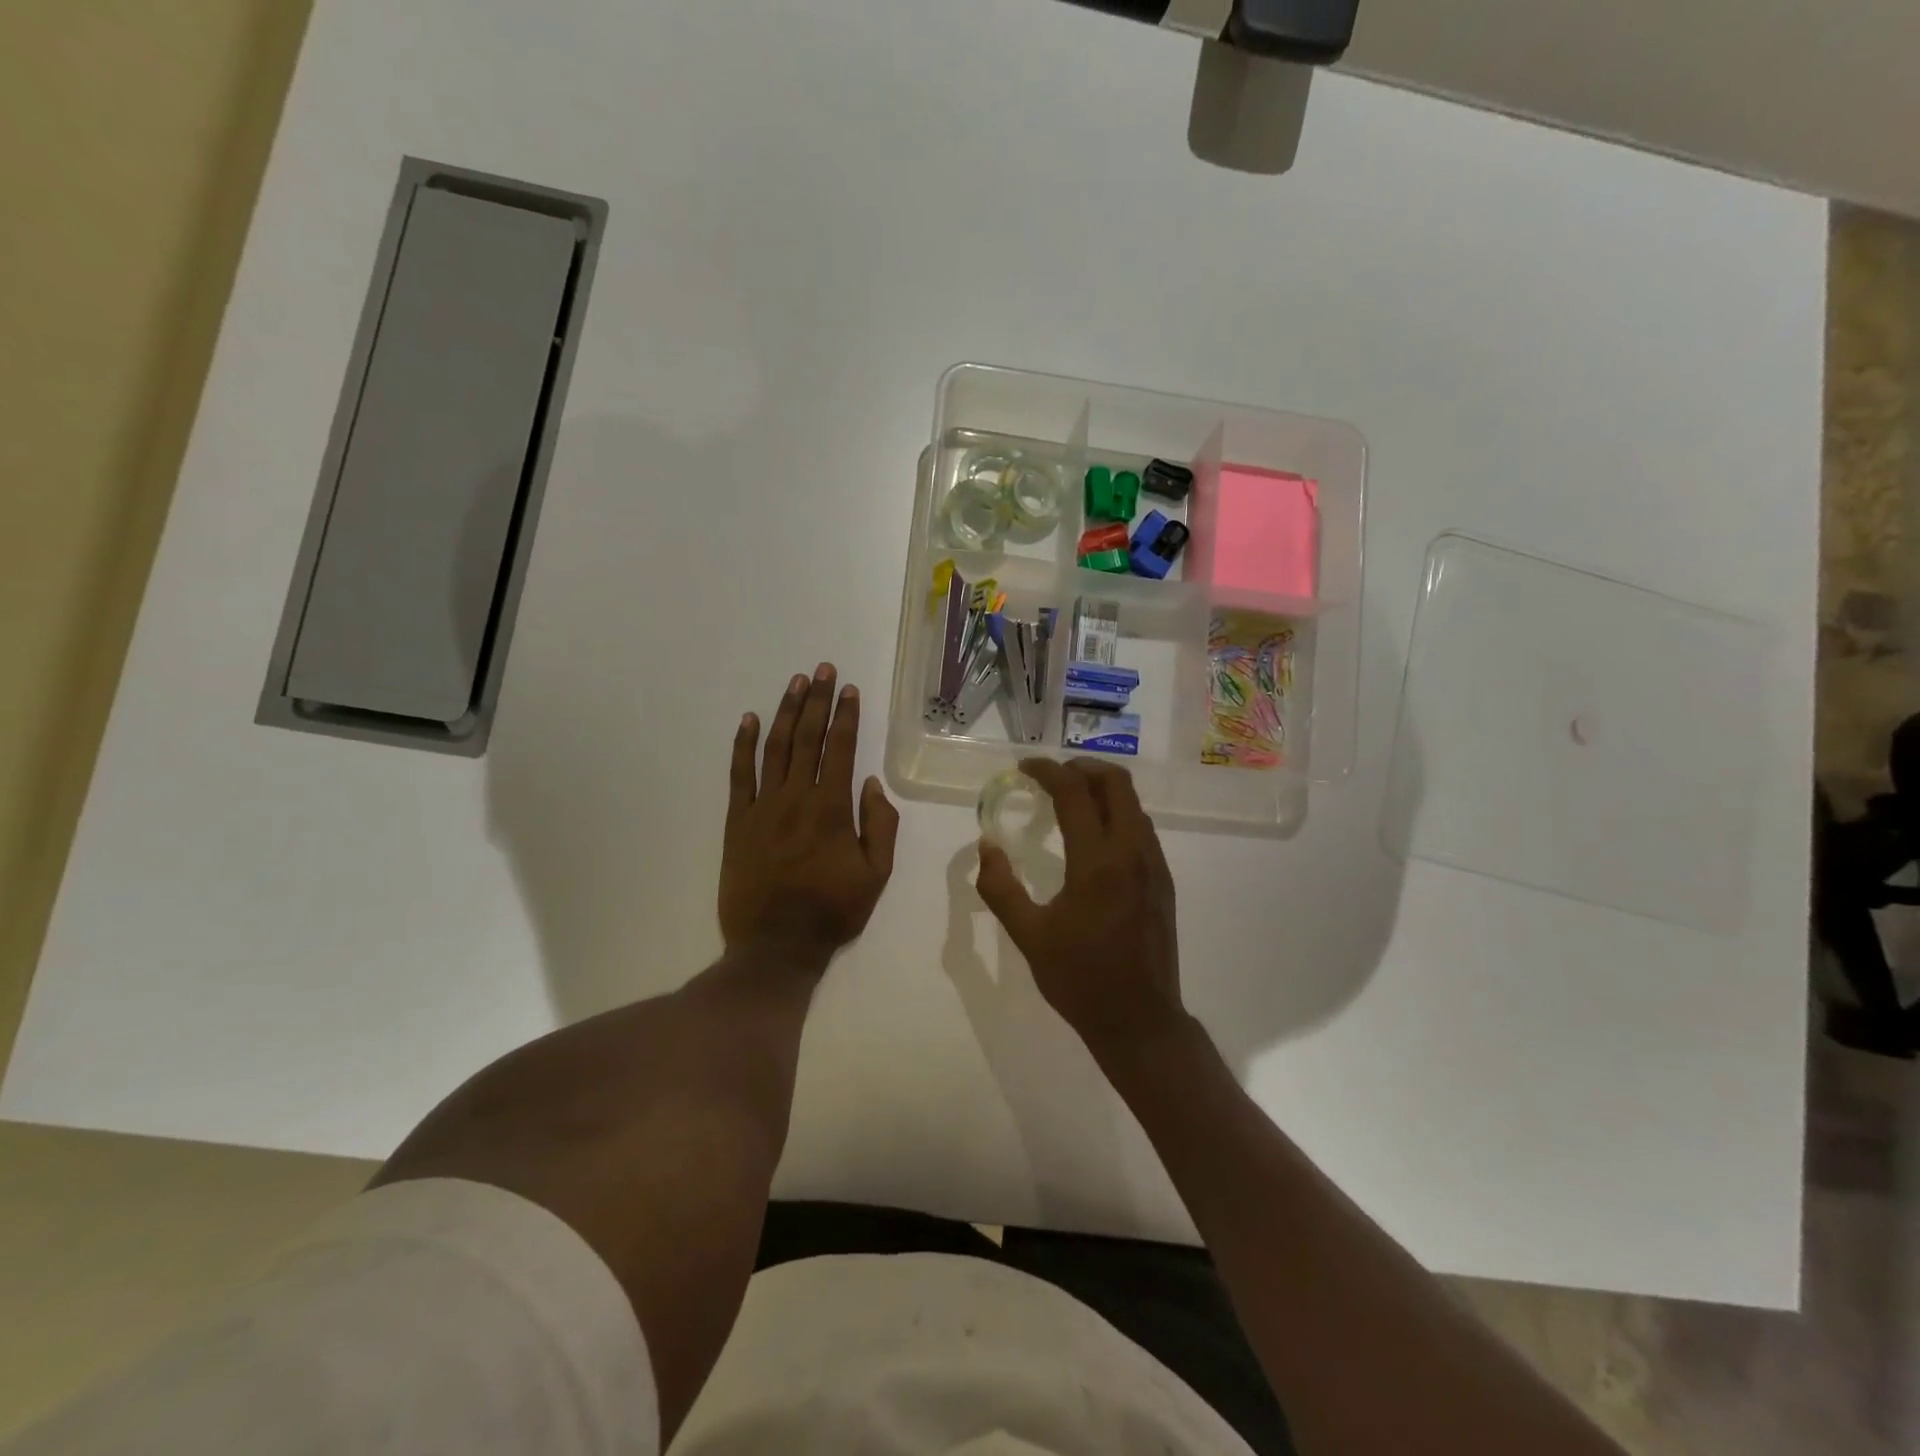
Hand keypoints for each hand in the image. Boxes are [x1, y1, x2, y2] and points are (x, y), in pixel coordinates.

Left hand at [719, 663, 899, 966]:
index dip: (845, 716)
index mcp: (832, 808)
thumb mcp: (876, 875)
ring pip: (774, 748)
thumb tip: (873, 783)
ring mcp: (762, 807)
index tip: (849, 689)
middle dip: (816, 700)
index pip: (841, 749)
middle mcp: (796, 798)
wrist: (775, 946)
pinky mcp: (736, 822)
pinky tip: (748, 720)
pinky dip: (742, 745)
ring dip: (785, 712)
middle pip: (807, 738)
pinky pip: (738, 775)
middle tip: (822, 669)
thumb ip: (880, 826)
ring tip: (795, 683)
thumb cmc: (832, 911)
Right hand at [975, 757, 1183, 1050]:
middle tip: (1051, 775)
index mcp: (1097, 862)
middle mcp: (1132, 852)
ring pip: (1133, 803)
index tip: (1024, 769)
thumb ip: (1000, 888)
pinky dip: (1117, 813)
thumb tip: (987, 846)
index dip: (1047, 771)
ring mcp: (1154, 865)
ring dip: (1102, 789)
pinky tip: (1093, 835)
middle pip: (1116, 783)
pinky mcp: (1164, 880)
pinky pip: (1141, 828)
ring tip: (1070, 799)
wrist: (1140, 1020)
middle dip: (1082, 767)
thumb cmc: (1079, 979)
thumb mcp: (1028, 936)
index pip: (1074, 792)